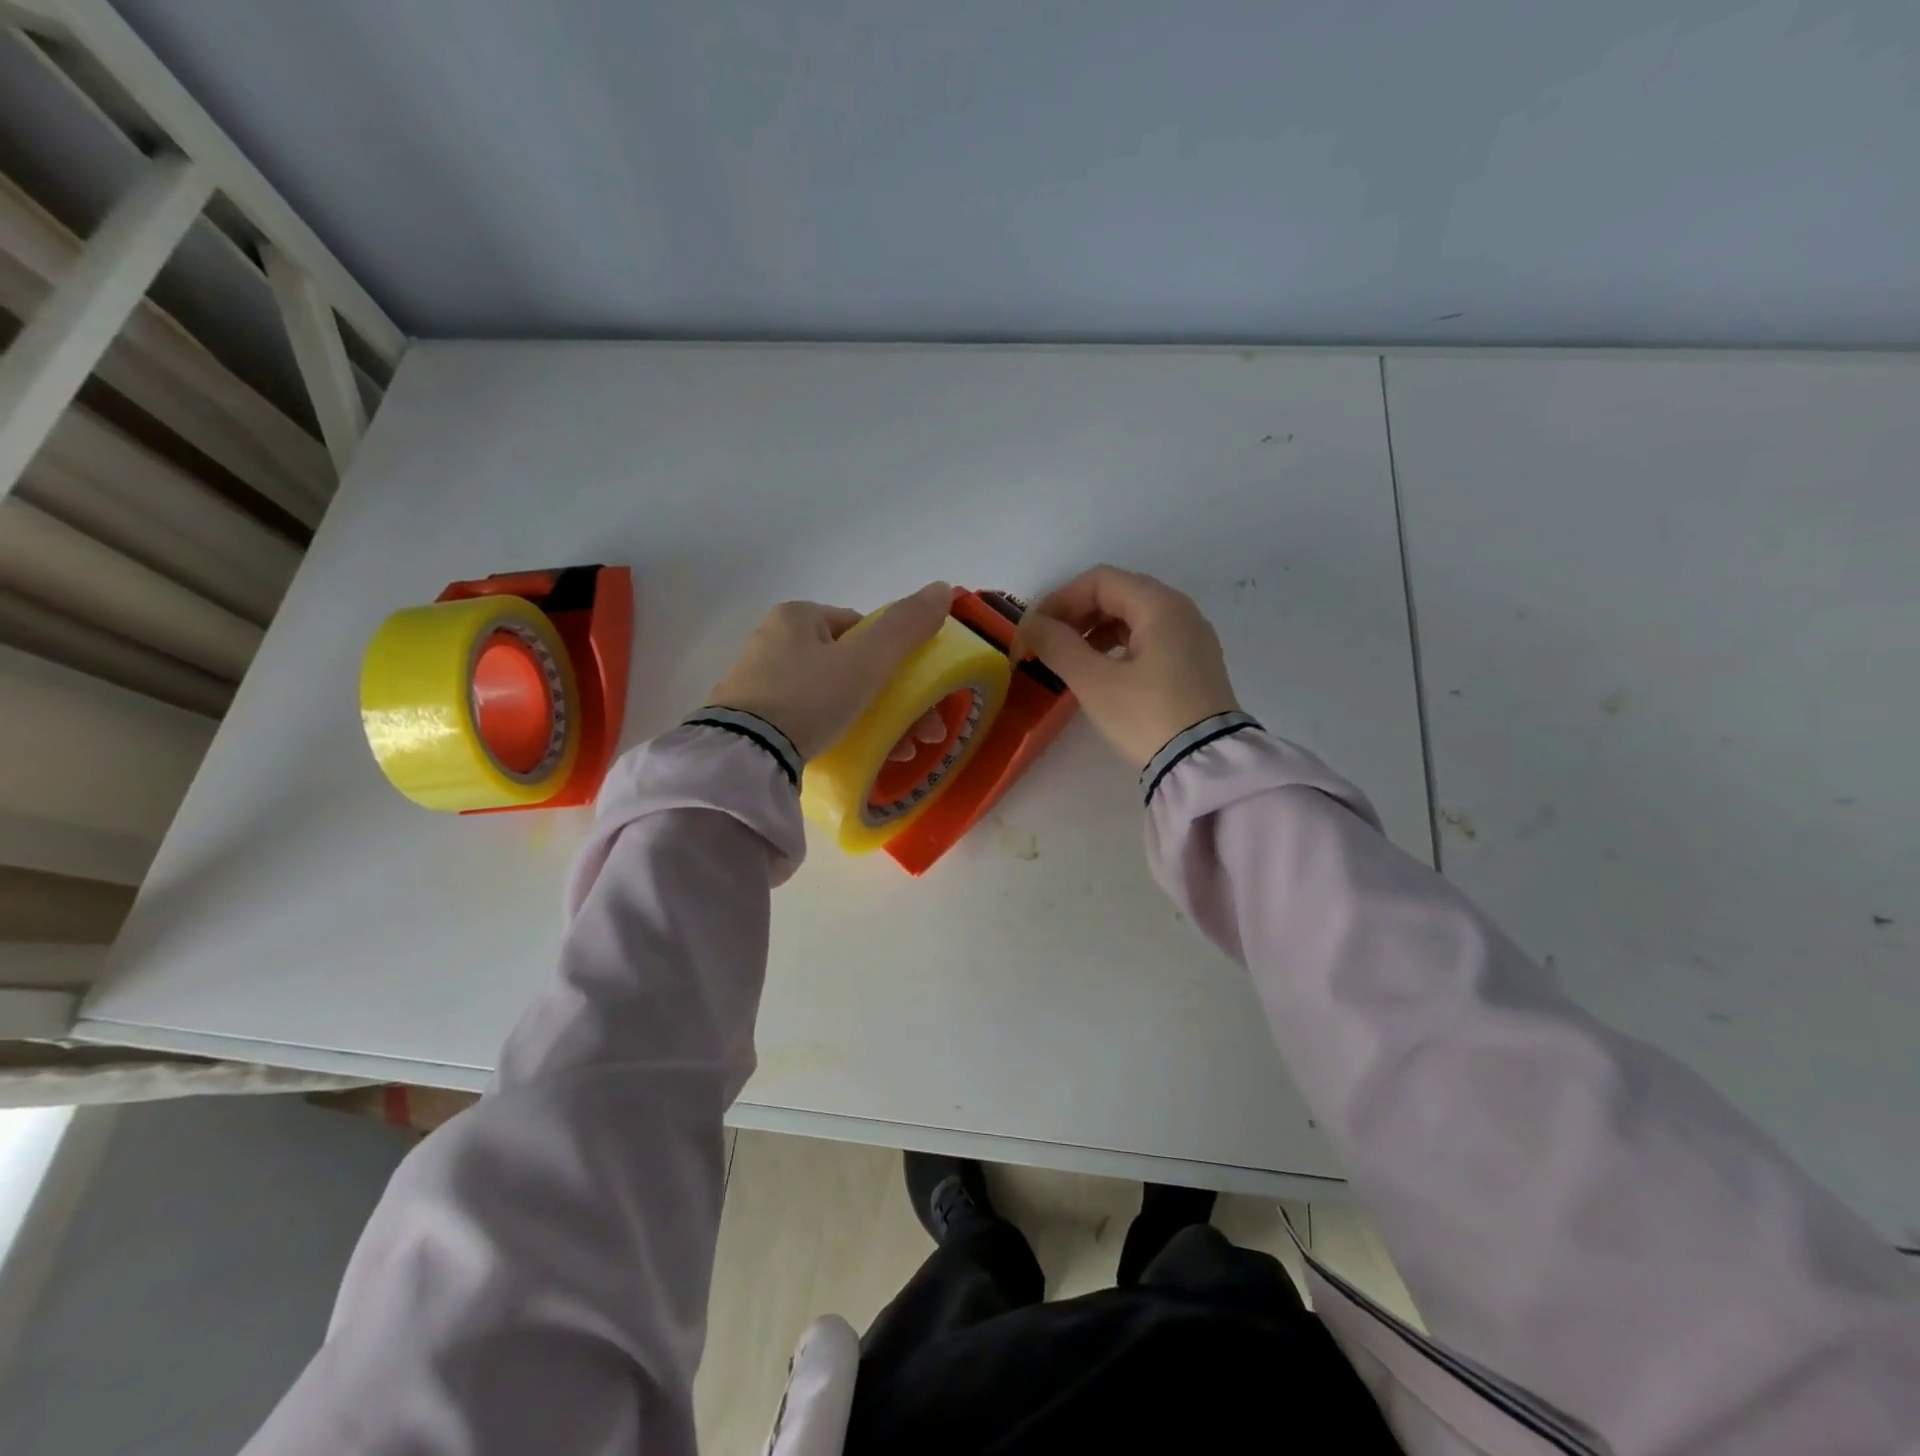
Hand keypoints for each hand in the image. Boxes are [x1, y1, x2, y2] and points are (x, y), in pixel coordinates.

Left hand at [707, 583, 951, 759]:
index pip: (862, 629)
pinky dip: (836, 733)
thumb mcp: (866, 660)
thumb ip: (906, 626)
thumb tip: (943, 588)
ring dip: (872, 721)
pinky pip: (807, 719)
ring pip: (832, 695)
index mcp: (798, 617)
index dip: (895, 661)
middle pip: (850, 666)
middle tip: (919, 736)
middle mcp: (774, 640)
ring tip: (900, 754)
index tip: (915, 696)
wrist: (743, 755)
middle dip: (891, 700)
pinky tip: (854, 755)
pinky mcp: (752, 719)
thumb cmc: (809, 698)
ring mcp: (759, 682)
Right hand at [1010, 565, 1239, 766]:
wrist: (1205, 764)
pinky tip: (1101, 672)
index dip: (1060, 599)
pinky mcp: (1194, 665)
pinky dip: (1118, 646)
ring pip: (1134, 617)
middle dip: (1077, 614)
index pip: (1100, 581)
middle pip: (1119, 593)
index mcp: (1160, 606)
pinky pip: (1149, 639)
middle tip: (1047, 643)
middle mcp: (1181, 612)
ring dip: (1095, 630)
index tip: (1034, 629)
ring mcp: (1191, 638)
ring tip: (1069, 659)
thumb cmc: (1147, 716)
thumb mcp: (1095, 682)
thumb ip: (1058, 646)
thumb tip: (1032, 625)